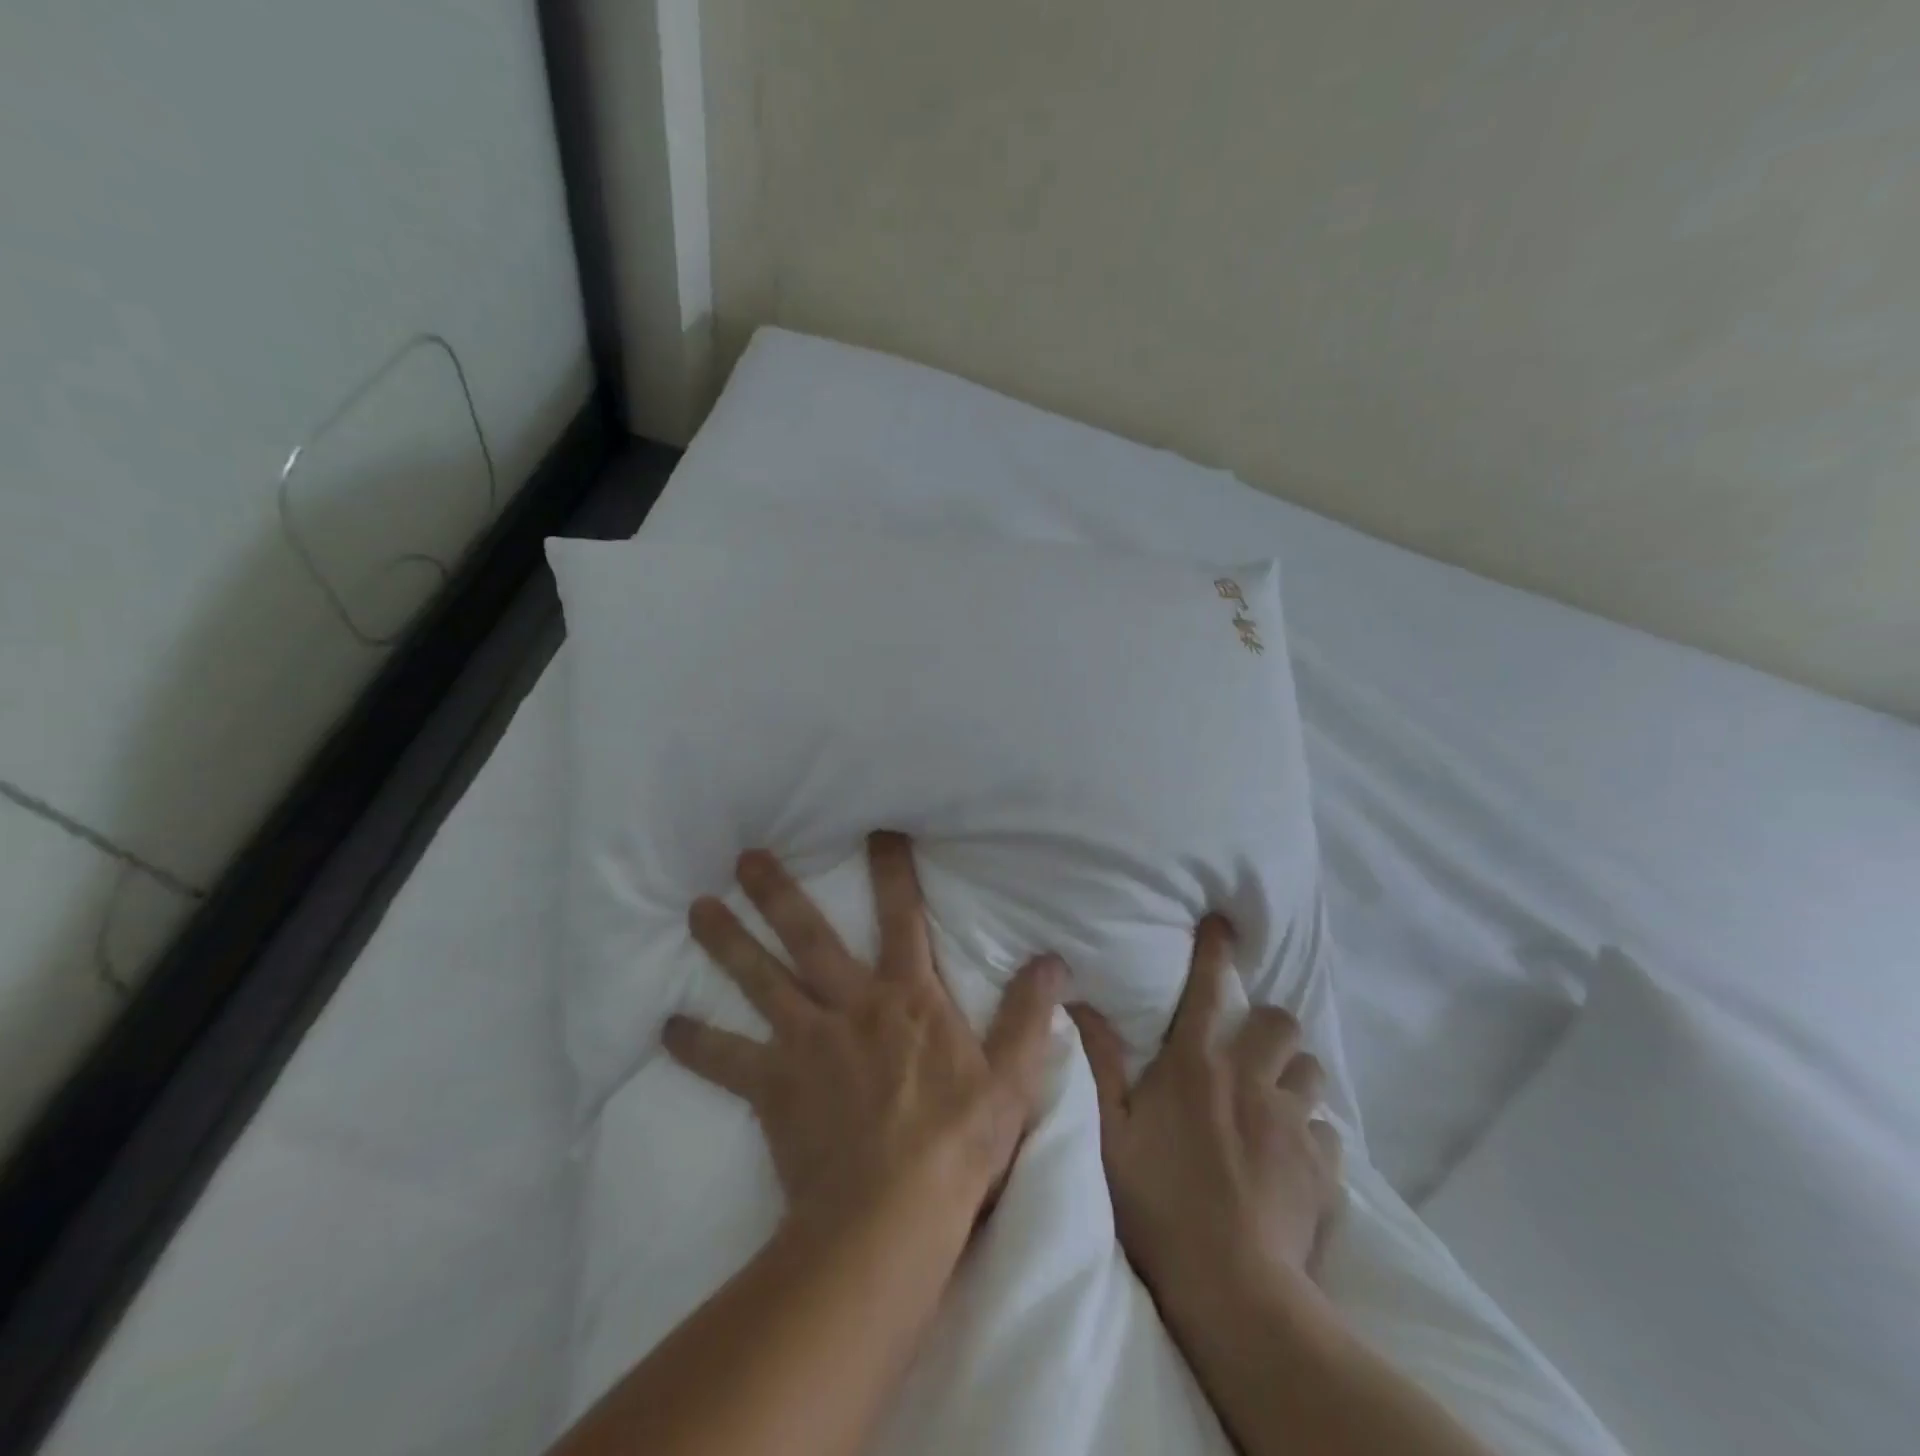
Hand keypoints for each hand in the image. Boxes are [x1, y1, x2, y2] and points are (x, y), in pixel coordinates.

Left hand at [663, 831, 1065, 1237]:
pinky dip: (696, 1044)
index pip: (902, 917)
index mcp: (907, 997)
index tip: (876, 830)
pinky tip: (665, 1028)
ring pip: (760, 980)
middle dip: (778, 893)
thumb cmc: (956, 1143)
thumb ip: (1031, 1014)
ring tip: (696, 909)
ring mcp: (806, 1042)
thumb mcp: (1012, 1078)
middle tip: (745, 857)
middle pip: (808, 936)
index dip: (891, 871)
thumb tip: (1053, 960)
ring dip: (726, 943)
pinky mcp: (773, 1086)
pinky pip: (726, 1060)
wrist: (890, 1217)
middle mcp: (851, 1005)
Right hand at [1067, 914, 1342, 1312]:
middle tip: (1250, 1047)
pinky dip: (1312, 1134)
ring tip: (1274, 1100)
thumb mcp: (1108, 1131)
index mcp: (1196, 1064)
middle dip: (1269, 1024)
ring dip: (1294, 1076)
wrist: (1232, 1286)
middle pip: (1280, 1023)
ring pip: (1312, 1072)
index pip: (1210, 988)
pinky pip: (1328, 1132)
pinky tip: (1293, 1157)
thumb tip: (1079, 1001)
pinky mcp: (1323, 1167)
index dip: (1216, 950)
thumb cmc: (1157, 1200)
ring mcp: (1292, 1121)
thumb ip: (1098, 1061)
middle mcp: (1250, 1078)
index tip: (1223, 924)